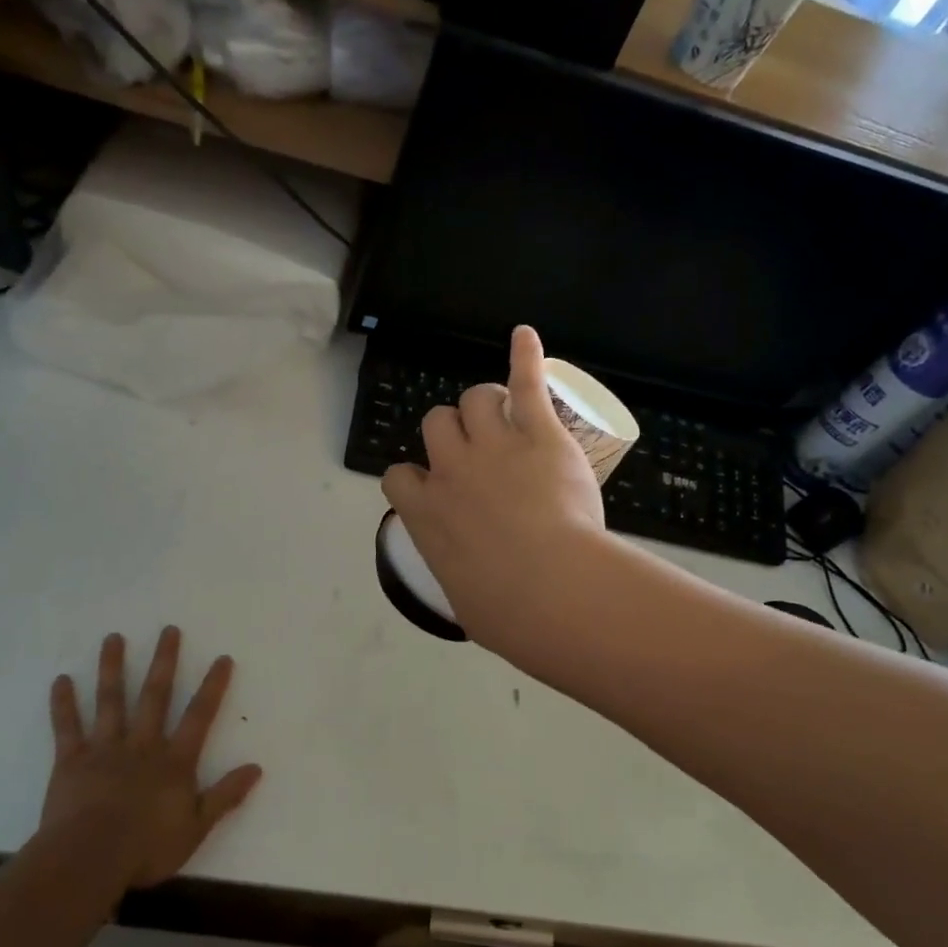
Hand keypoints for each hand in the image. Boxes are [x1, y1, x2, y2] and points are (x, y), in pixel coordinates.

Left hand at [39, 626, 262, 893]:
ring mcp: (105, 749)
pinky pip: (67, 727)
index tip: (222, 658)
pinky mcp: (72, 761)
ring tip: (113, 637)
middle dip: (164, 661)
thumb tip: (256, 768)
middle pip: (155, 695)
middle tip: (168, 630)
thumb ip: (225, 796)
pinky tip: (61, 680)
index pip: (199, 716)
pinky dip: (64, 703)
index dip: (212, 686)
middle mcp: (142, 745)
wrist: (89, 860)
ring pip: (111, 701)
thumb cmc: (146, 848)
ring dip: (112, 667)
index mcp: (174, 761)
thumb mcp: (196, 827)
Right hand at [381, 325, 609, 654]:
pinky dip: (524, 356)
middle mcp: (450, 469)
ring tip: (505, 415)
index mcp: (426, 513)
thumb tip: (475, 590)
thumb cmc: (505, 611)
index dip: (415, 476)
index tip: (433, 487)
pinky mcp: (537, 433)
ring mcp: (493, 446)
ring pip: (474, 399)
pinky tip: (524, 336)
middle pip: (436, 424)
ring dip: (485, 404)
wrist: (548, 588)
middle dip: (452, 432)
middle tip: (477, 449)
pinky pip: (524, 382)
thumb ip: (462, 578)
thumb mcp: (467, 601)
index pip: (399, 476)